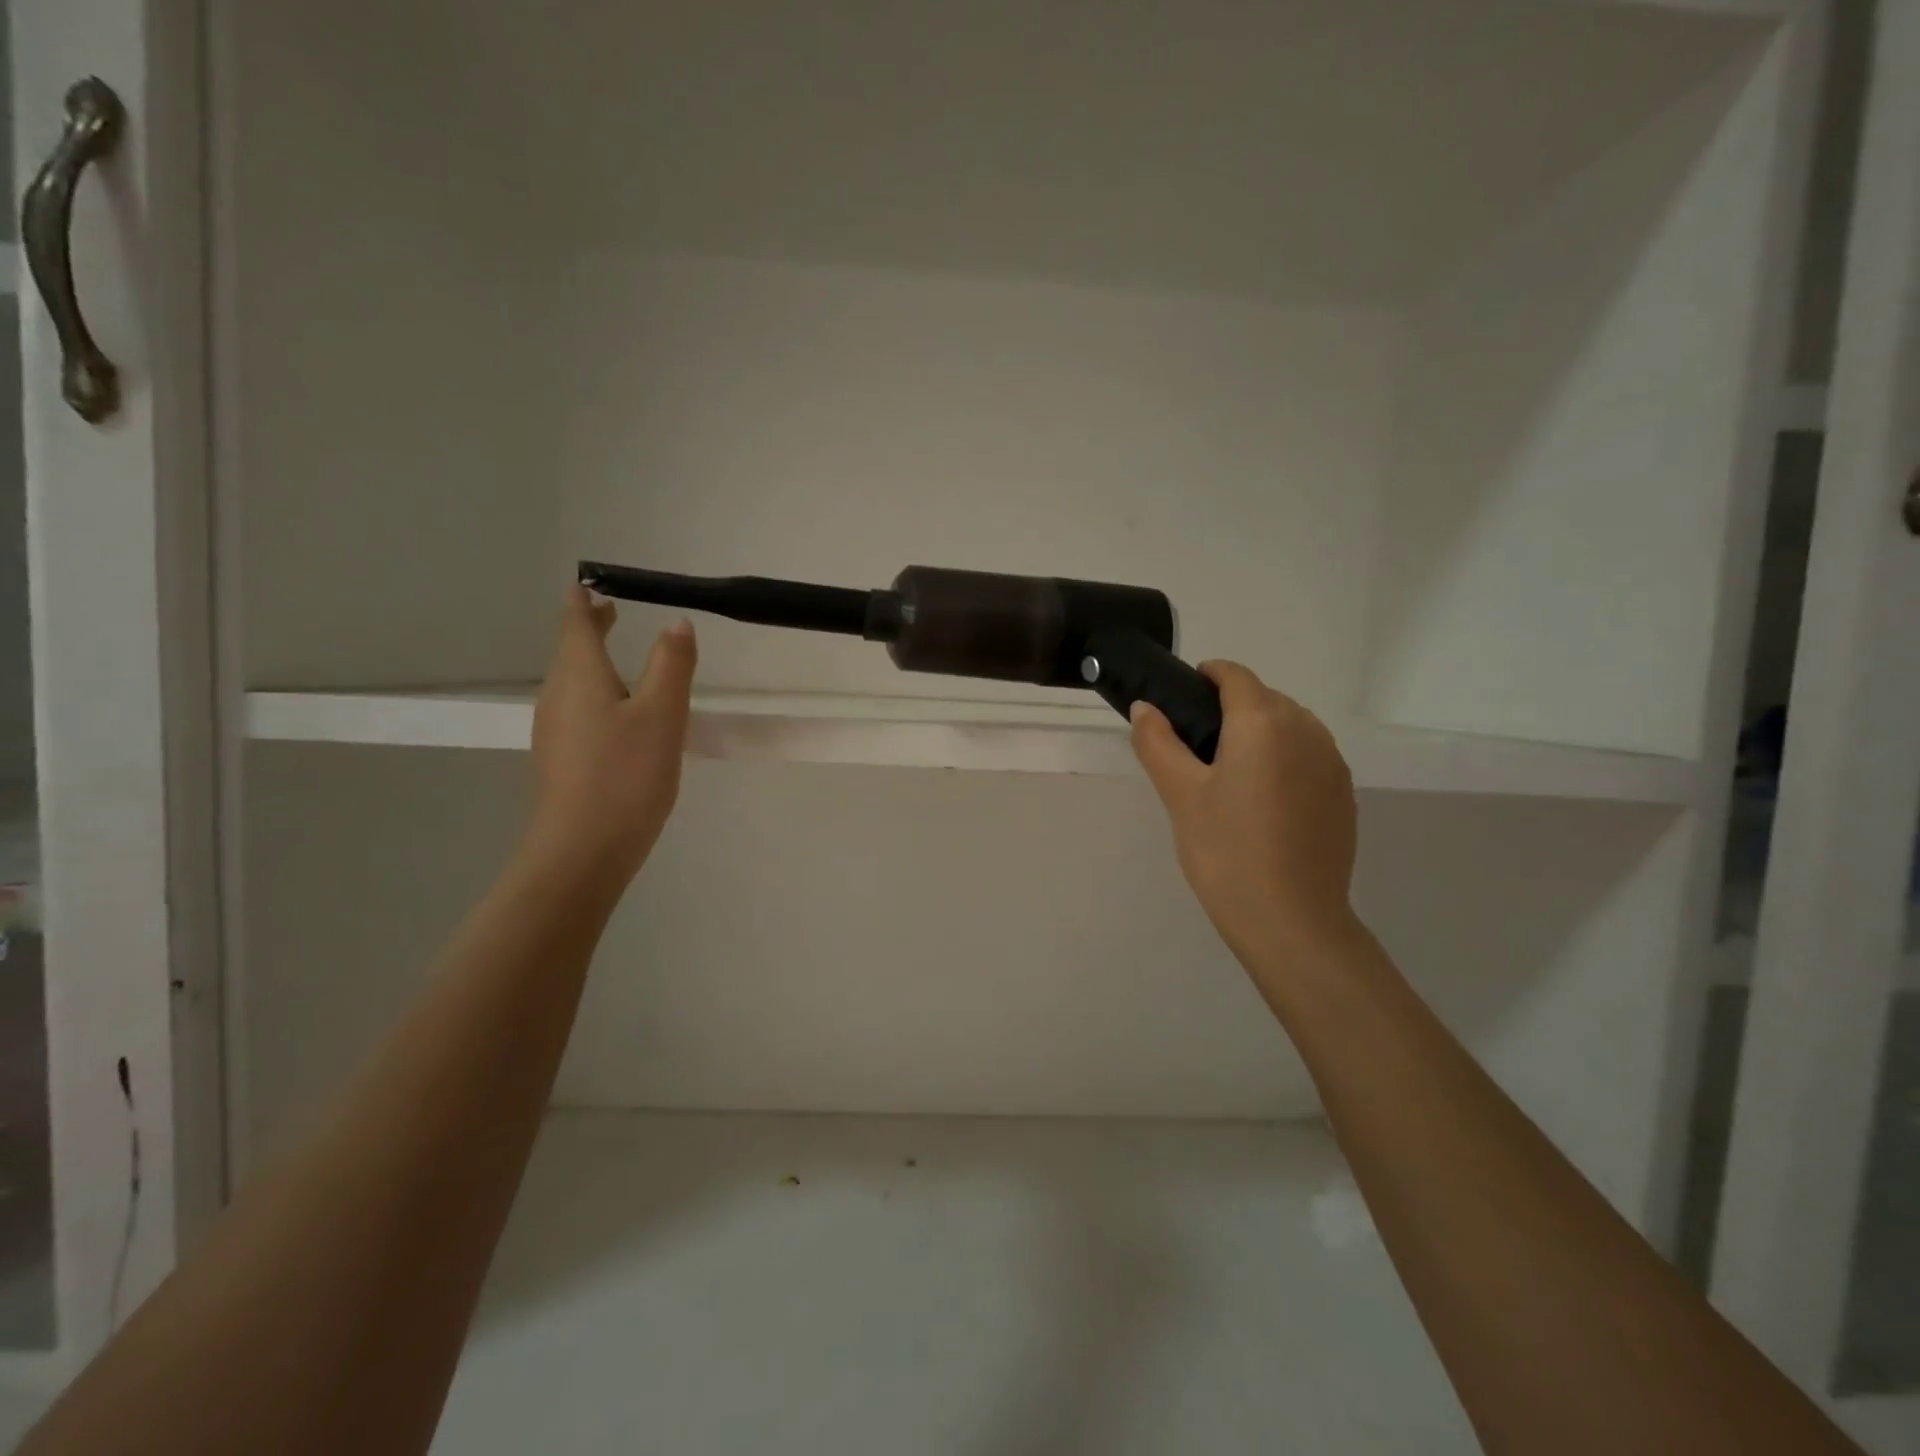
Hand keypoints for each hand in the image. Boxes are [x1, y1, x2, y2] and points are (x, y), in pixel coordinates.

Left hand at [524, 583, 697, 889]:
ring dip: (594, 661)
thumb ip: (672, 665)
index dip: (583, 602)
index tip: (588, 582)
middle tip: (609, 610)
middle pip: (571, 652)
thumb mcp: (662, 715)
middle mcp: (558, 697)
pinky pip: (578, 710)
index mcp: (579, 676)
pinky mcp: (563, 760)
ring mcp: (556, 731)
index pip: (575, 625)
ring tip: (618, 655)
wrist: (582, 850)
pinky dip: (596, 694)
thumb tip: (677, 623)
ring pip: (573, 682)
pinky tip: (619, 714)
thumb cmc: (625, 775)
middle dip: (589, 628)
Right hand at [1131, 662, 1358, 966]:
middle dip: (1230, 708)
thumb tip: (1145, 707)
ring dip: (1259, 733)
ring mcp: (1332, 762)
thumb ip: (1158, 742)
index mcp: (1264, 722)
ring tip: (1229, 776)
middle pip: (1265, 699)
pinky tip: (1263, 802)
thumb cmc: (1226, 851)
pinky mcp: (1343, 794)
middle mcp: (1306, 730)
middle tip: (1195, 747)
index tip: (1183, 697)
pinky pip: (1308, 756)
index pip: (1235, 676)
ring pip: (1290, 726)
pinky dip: (1283, 760)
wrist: (1291, 921)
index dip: (1207, 676)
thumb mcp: (1180, 795)